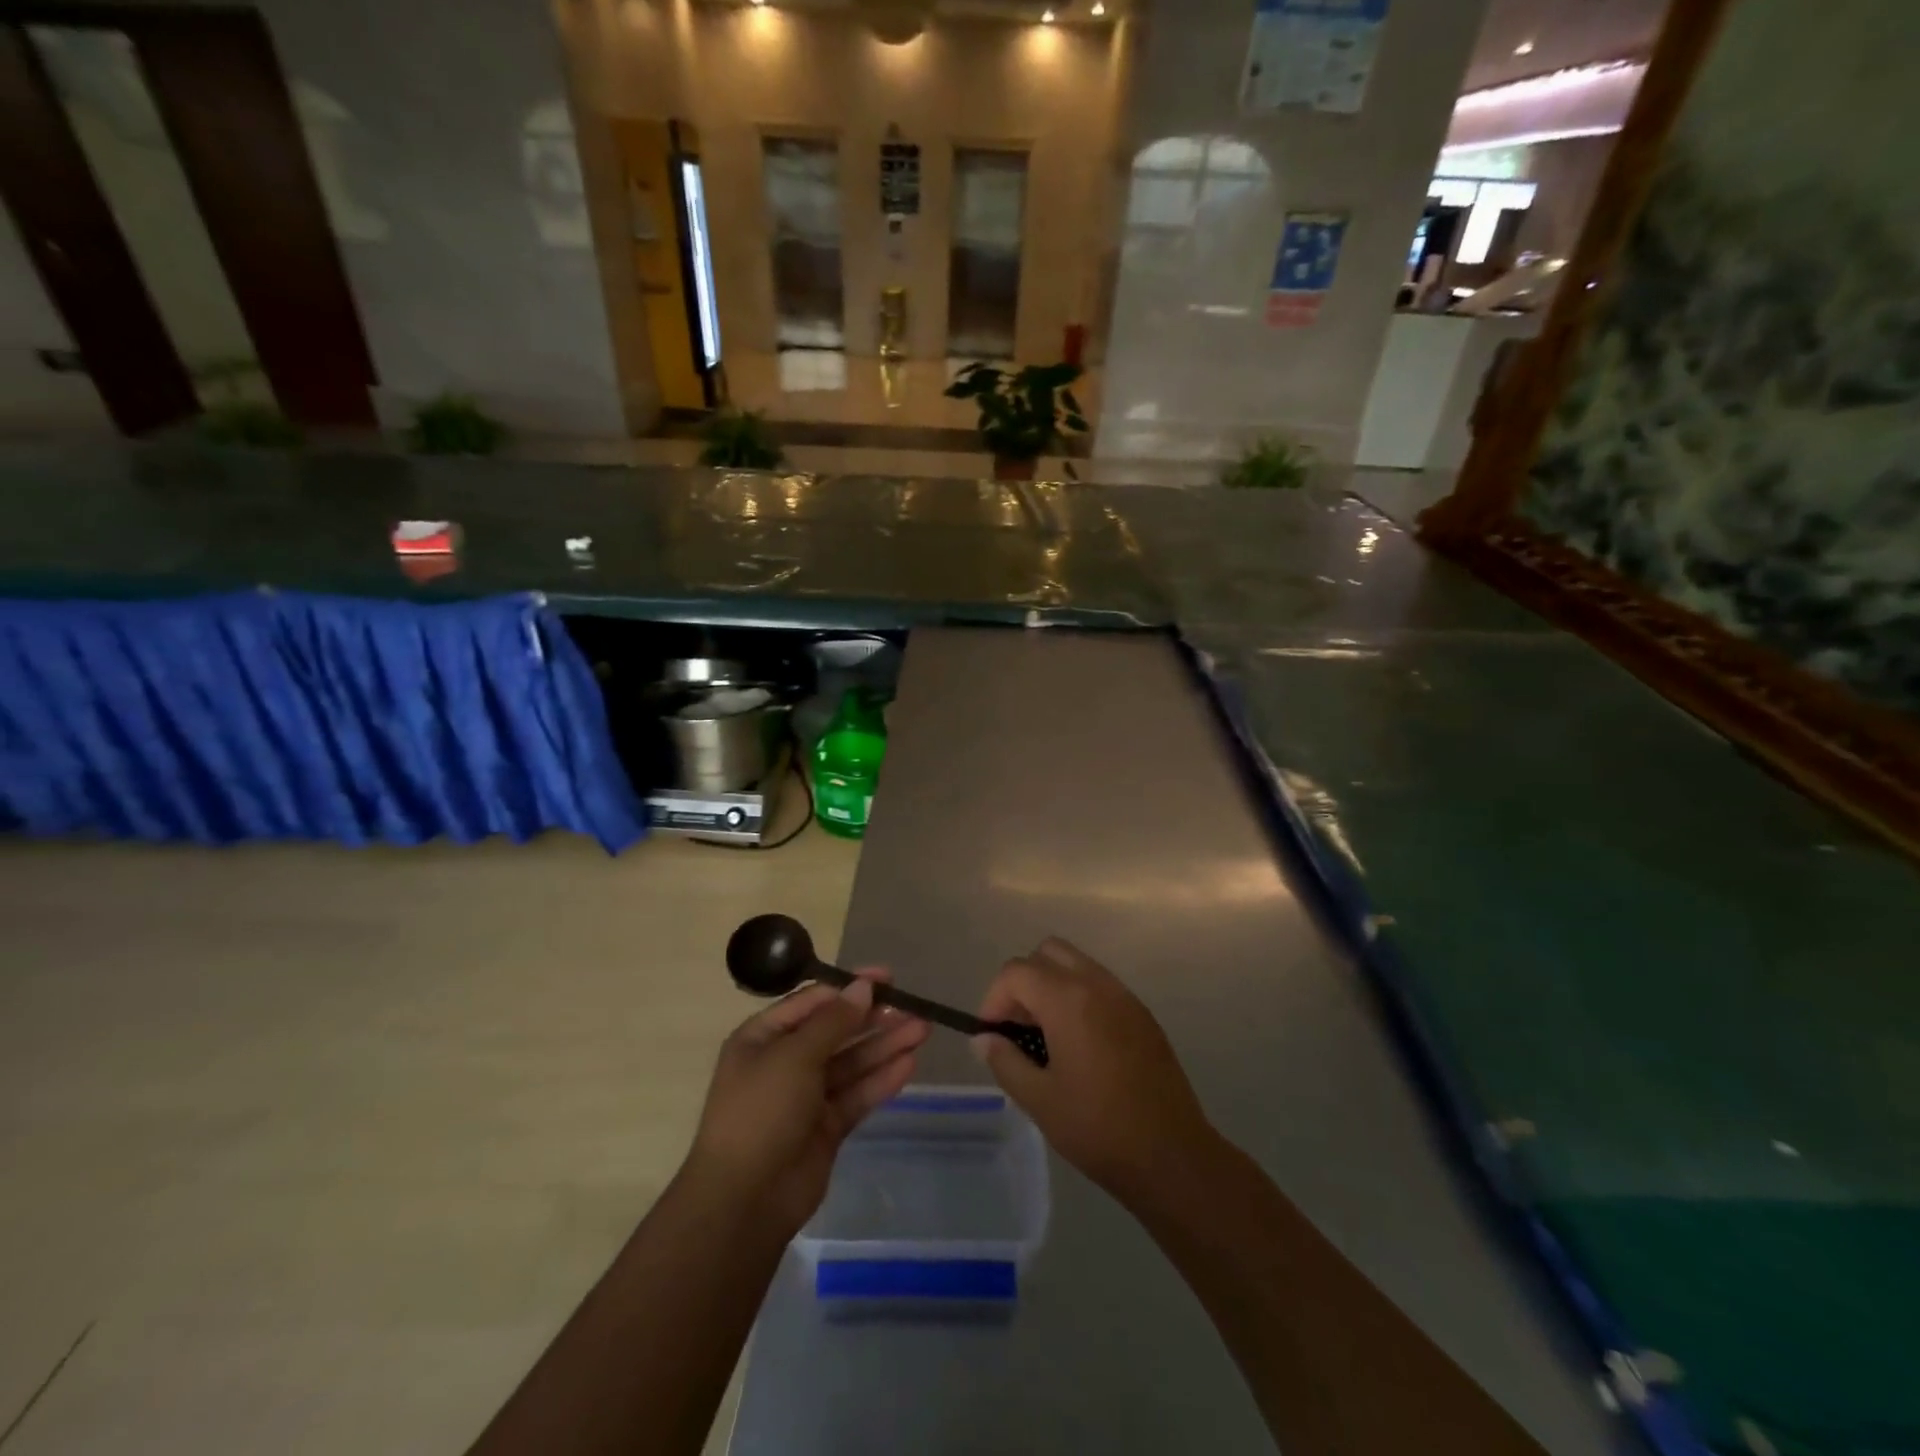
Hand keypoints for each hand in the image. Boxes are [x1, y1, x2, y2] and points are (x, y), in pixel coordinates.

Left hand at [686, 971, 927, 1235]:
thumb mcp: (794, 1056)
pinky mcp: (826, 1127)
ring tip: (922, 1030)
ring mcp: (806, 1096)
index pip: (813, 1002)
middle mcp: (784, 1062)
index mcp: (764, 1037)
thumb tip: (863, 987)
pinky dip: (881, 1079)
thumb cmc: (761, 1111)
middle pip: (836, 1031)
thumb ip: (834, 1021)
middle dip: (874, 1018)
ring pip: (851, 1062)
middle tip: (913, 1006)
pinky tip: (909, 1064)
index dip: (850, 988)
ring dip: (884, 1046)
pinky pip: (857, 1094)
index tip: (887, 977)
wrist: (744, 1201)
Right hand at [973, 939, 1214, 1203]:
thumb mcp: (1039, 1100)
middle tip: (1018, 1026)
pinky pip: (1100, 985)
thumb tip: (984, 1039)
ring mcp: (1124, 996)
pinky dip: (1079, 997)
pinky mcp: (1142, 1014)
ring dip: (1051, 986)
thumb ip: (1005, 1061)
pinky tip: (1079, 1045)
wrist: (1172, 1155)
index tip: (991, 1034)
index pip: (1016, 972)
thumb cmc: (1098, 1128)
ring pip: (1076, 964)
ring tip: (1046, 1036)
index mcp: (1068, 1000)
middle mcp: (1097, 984)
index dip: (994, 998)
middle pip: (1047, 953)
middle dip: (1023, 981)